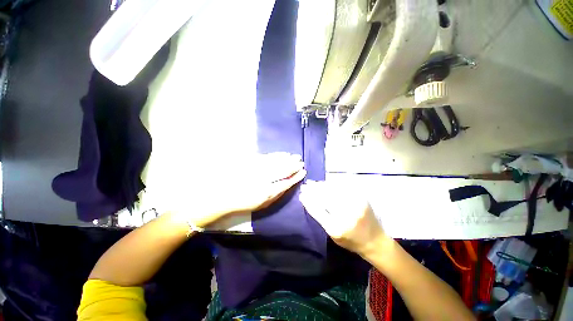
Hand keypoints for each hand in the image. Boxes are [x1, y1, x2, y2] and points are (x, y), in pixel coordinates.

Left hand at [174, 153, 305, 227]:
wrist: (220, 196)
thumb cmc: (242, 203)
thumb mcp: (261, 204)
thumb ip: (275, 194)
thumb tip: (286, 185)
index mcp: (267, 192)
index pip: (286, 181)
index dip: (295, 176)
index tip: (303, 171)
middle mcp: (264, 179)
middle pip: (282, 170)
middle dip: (293, 165)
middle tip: (300, 161)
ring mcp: (257, 169)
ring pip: (276, 162)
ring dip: (286, 159)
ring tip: (293, 156)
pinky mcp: (251, 163)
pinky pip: (267, 158)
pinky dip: (275, 155)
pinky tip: (281, 154)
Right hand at [299, 180, 389, 255]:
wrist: (375, 241)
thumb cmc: (350, 240)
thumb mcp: (332, 235)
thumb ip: (321, 218)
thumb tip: (308, 201)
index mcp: (336, 228)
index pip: (317, 210)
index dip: (308, 200)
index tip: (301, 194)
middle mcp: (346, 215)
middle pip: (325, 198)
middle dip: (313, 190)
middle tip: (305, 185)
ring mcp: (355, 204)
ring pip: (333, 190)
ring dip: (321, 186)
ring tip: (312, 183)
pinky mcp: (361, 198)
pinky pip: (343, 187)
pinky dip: (332, 184)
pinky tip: (325, 183)